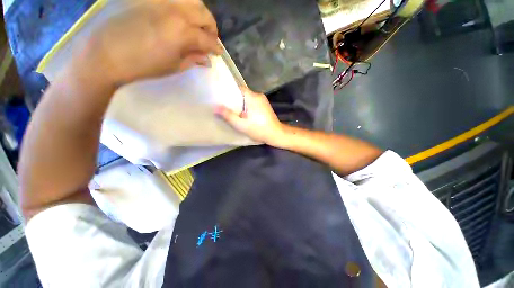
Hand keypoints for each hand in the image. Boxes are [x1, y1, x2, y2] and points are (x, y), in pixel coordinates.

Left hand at [76, 0, 221, 84]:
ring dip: (200, 14)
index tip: (219, 53)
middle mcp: (176, 11)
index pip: (208, 39)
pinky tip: (182, 16)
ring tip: (198, 26)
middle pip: (204, 15)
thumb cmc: (144, 65)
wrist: (107, 54)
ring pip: (192, 1)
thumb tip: (207, 59)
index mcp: (183, 32)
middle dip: (212, 29)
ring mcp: (162, 1)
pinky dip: (184, 6)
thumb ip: (193, 59)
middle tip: (210, 40)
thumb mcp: (174, 66)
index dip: (216, 48)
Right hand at [215, 87, 286, 145]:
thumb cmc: (259, 129)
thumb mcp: (241, 124)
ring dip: (240, 104)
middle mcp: (258, 95)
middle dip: (234, 100)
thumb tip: (215, 107)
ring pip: (248, 99)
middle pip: (243, 94)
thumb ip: (228, 116)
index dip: (229, 92)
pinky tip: (243, 114)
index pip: (238, 88)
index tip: (221, 97)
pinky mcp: (265, 106)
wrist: (276, 134)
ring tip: (232, 111)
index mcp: (253, 97)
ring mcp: (263, 100)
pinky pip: (252, 103)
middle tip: (224, 106)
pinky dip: (247, 107)